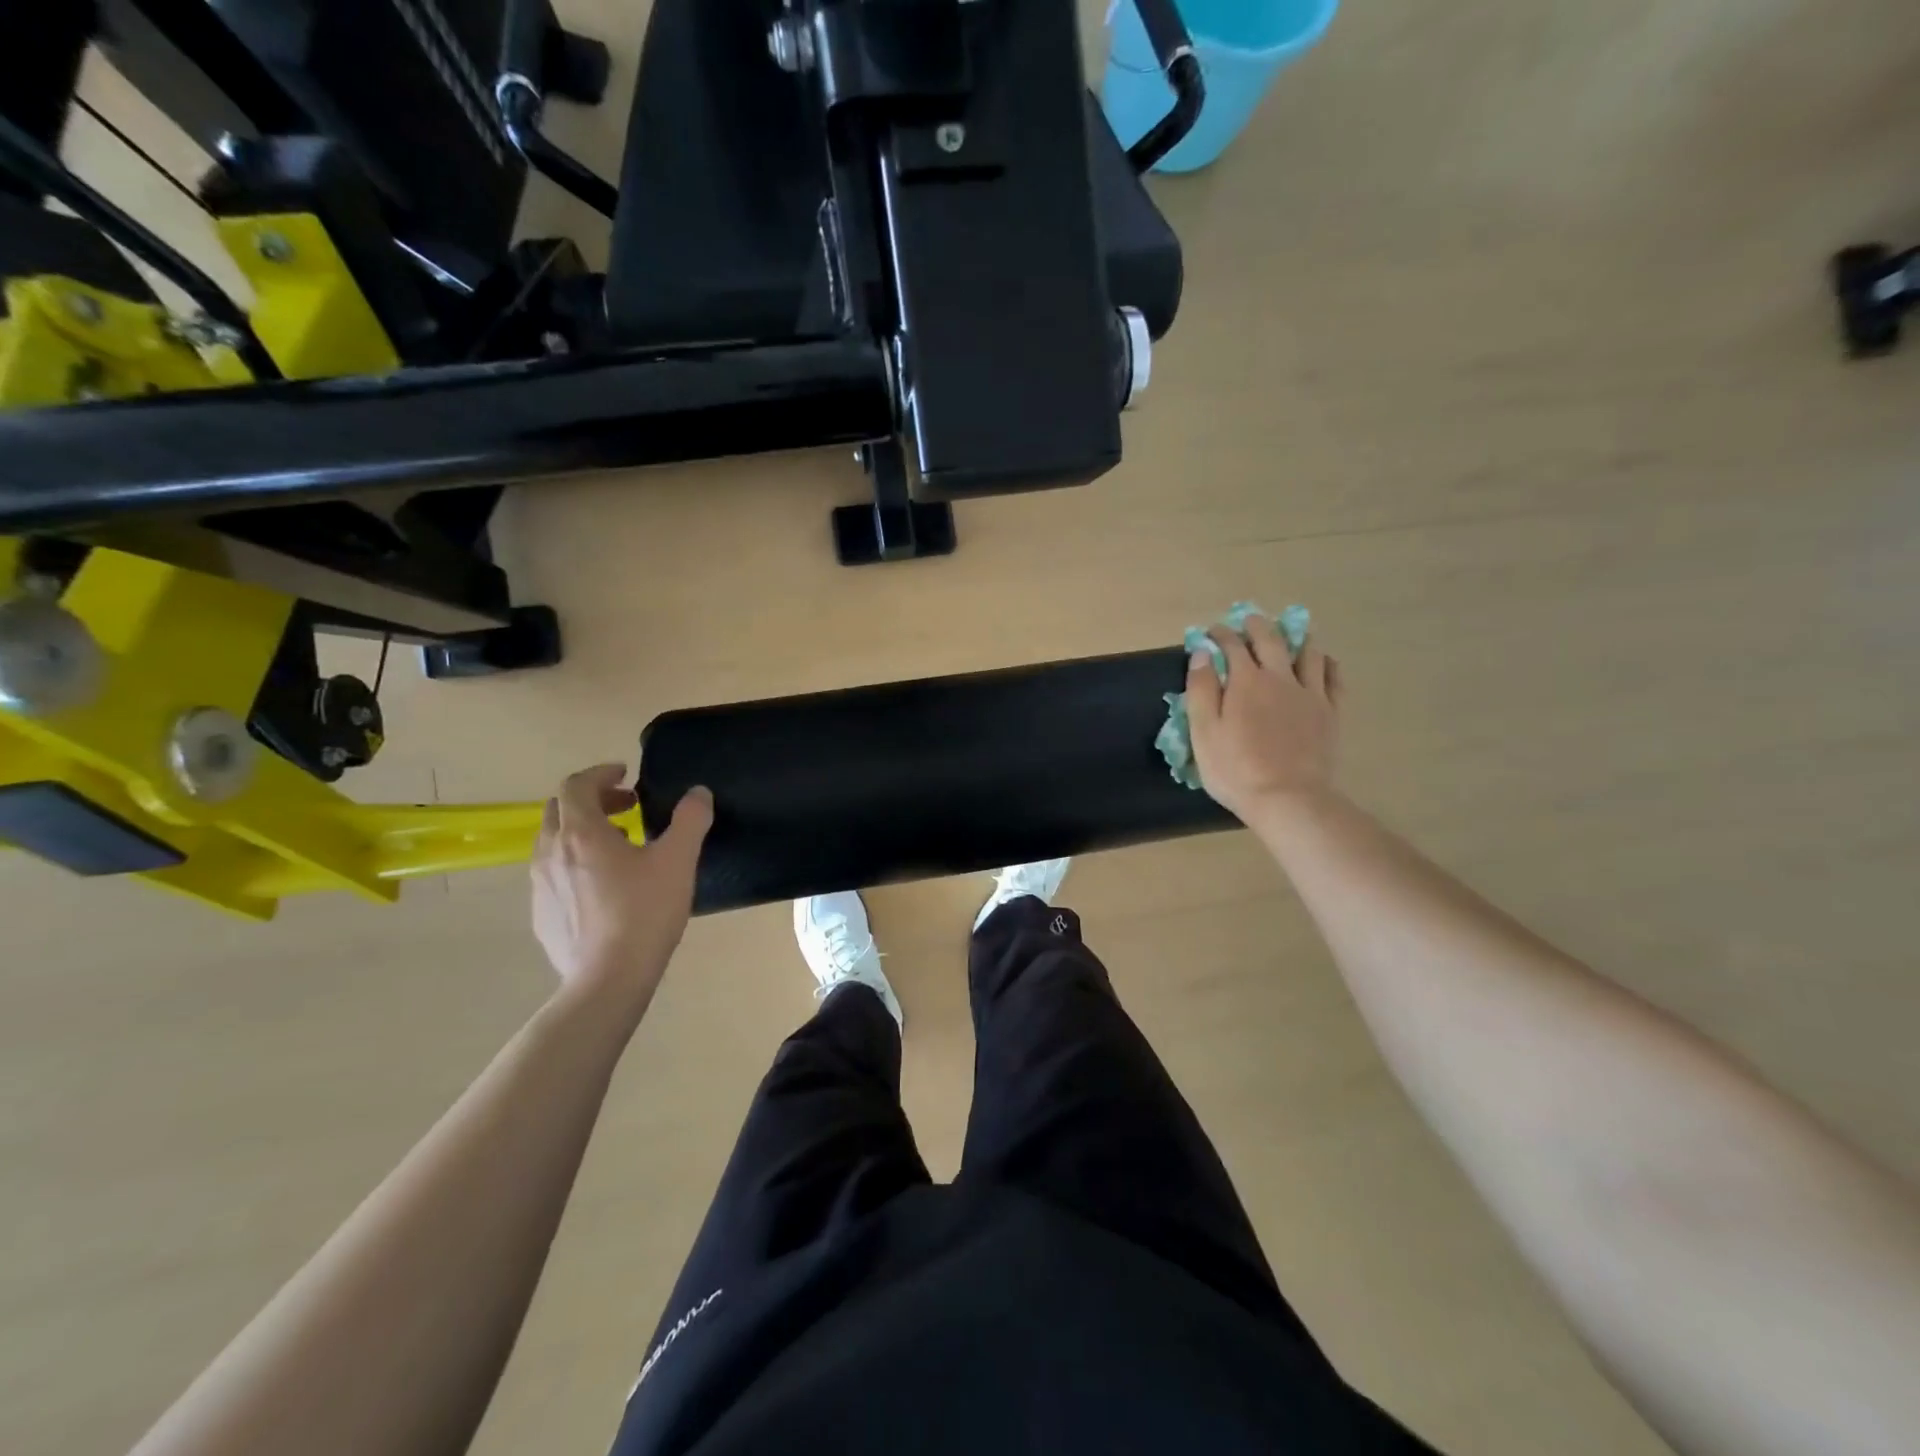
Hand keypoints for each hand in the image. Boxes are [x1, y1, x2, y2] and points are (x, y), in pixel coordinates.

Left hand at [531, 765, 713, 1016]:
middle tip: (627, 808)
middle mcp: (550, 853)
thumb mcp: (678, 861)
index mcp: (581, 833)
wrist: (607, 980)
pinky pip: (553, 875)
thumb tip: (698, 793)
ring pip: (553, 843)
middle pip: (559, 810)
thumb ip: (690, 820)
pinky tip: (604, 888)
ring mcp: (540, 887)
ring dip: (583, 833)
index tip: (626, 776)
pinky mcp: (541, 916)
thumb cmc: (644, 913)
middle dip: (592, 800)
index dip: (601, 774)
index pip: (577, 785)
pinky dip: (575, 865)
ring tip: (619, 846)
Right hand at [1185, 615, 1342, 825]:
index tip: (1210, 633)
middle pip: (1271, 640)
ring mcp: (1310, 694)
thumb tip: (1202, 652)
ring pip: (1308, 652)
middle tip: (1248, 621)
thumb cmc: (1235, 769)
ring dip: (1295, 638)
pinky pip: (1333, 677)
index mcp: (1245, 681)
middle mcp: (1280, 678)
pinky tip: (1322, 662)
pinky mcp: (1330, 712)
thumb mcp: (1203, 731)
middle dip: (1257, 626)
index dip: (1220, 634)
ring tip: (1289, 636)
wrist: (1288, 798)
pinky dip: (1325, 663)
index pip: (1231, 645)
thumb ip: (1201, 689)